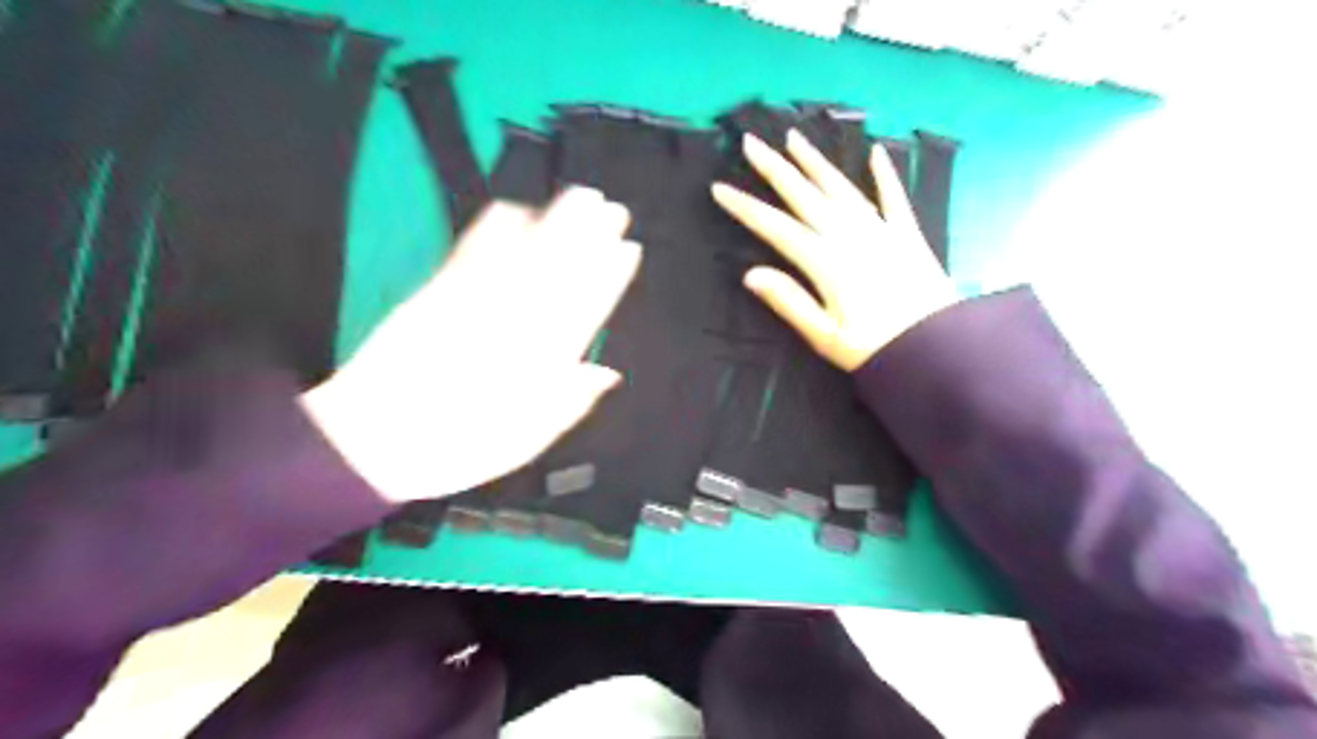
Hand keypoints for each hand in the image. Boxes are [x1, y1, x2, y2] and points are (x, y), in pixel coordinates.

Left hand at [303, 187, 643, 503]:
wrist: (372, 442)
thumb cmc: (457, 447)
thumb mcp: (525, 440)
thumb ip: (568, 403)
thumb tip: (608, 372)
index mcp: (539, 362)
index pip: (584, 311)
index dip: (608, 278)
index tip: (627, 249)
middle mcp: (511, 326)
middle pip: (557, 274)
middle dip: (588, 238)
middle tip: (612, 207)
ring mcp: (473, 305)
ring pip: (522, 257)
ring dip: (553, 223)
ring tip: (579, 195)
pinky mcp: (436, 294)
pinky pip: (470, 255)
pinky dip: (492, 229)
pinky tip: (511, 207)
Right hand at [711, 126, 959, 370]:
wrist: (939, 349)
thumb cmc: (876, 349)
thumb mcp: (825, 337)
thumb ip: (789, 302)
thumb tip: (750, 275)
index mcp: (825, 262)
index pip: (776, 228)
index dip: (745, 208)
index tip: (720, 189)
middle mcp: (850, 236)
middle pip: (805, 196)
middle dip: (775, 169)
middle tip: (752, 142)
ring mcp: (881, 231)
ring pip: (842, 188)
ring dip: (816, 163)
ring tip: (795, 139)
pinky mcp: (908, 235)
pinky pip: (894, 197)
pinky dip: (885, 175)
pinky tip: (877, 154)